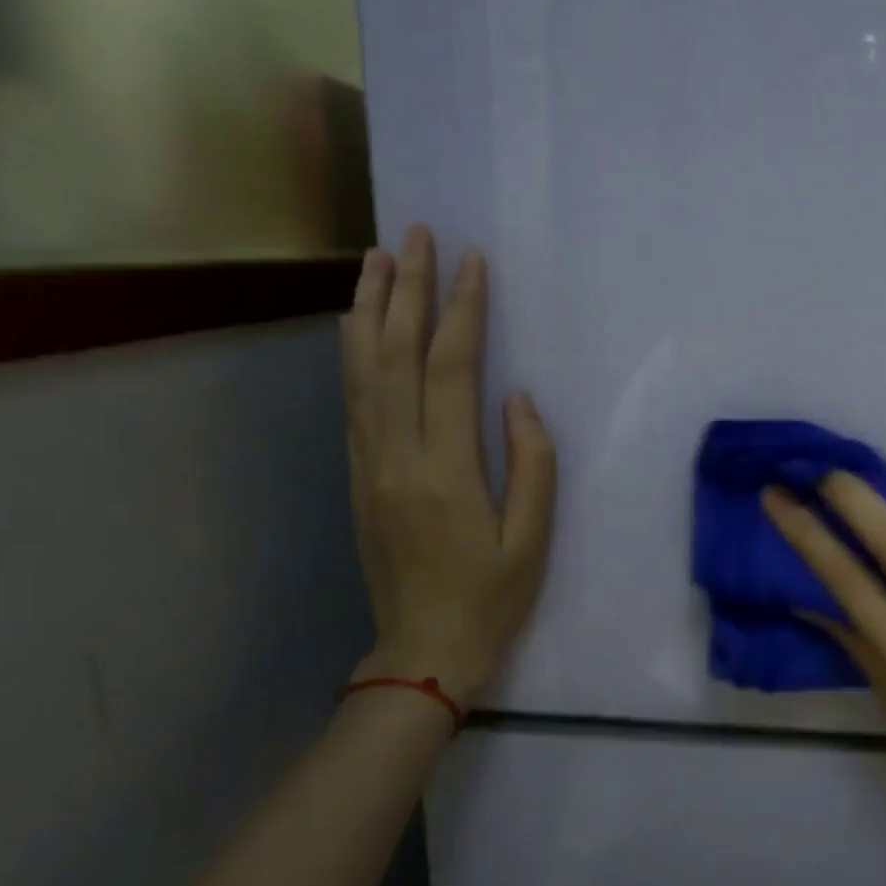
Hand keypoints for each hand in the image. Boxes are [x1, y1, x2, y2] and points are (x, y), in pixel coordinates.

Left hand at [341, 226, 556, 704]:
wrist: (423, 651)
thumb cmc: (491, 598)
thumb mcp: (533, 540)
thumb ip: (533, 464)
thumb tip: (518, 400)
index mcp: (446, 471)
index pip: (451, 370)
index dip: (462, 311)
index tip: (472, 262)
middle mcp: (396, 456)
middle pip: (396, 356)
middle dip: (408, 290)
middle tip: (416, 234)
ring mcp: (368, 465)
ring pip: (361, 372)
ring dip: (369, 309)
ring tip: (377, 258)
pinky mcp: (357, 477)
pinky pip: (351, 401)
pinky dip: (352, 353)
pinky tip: (357, 324)